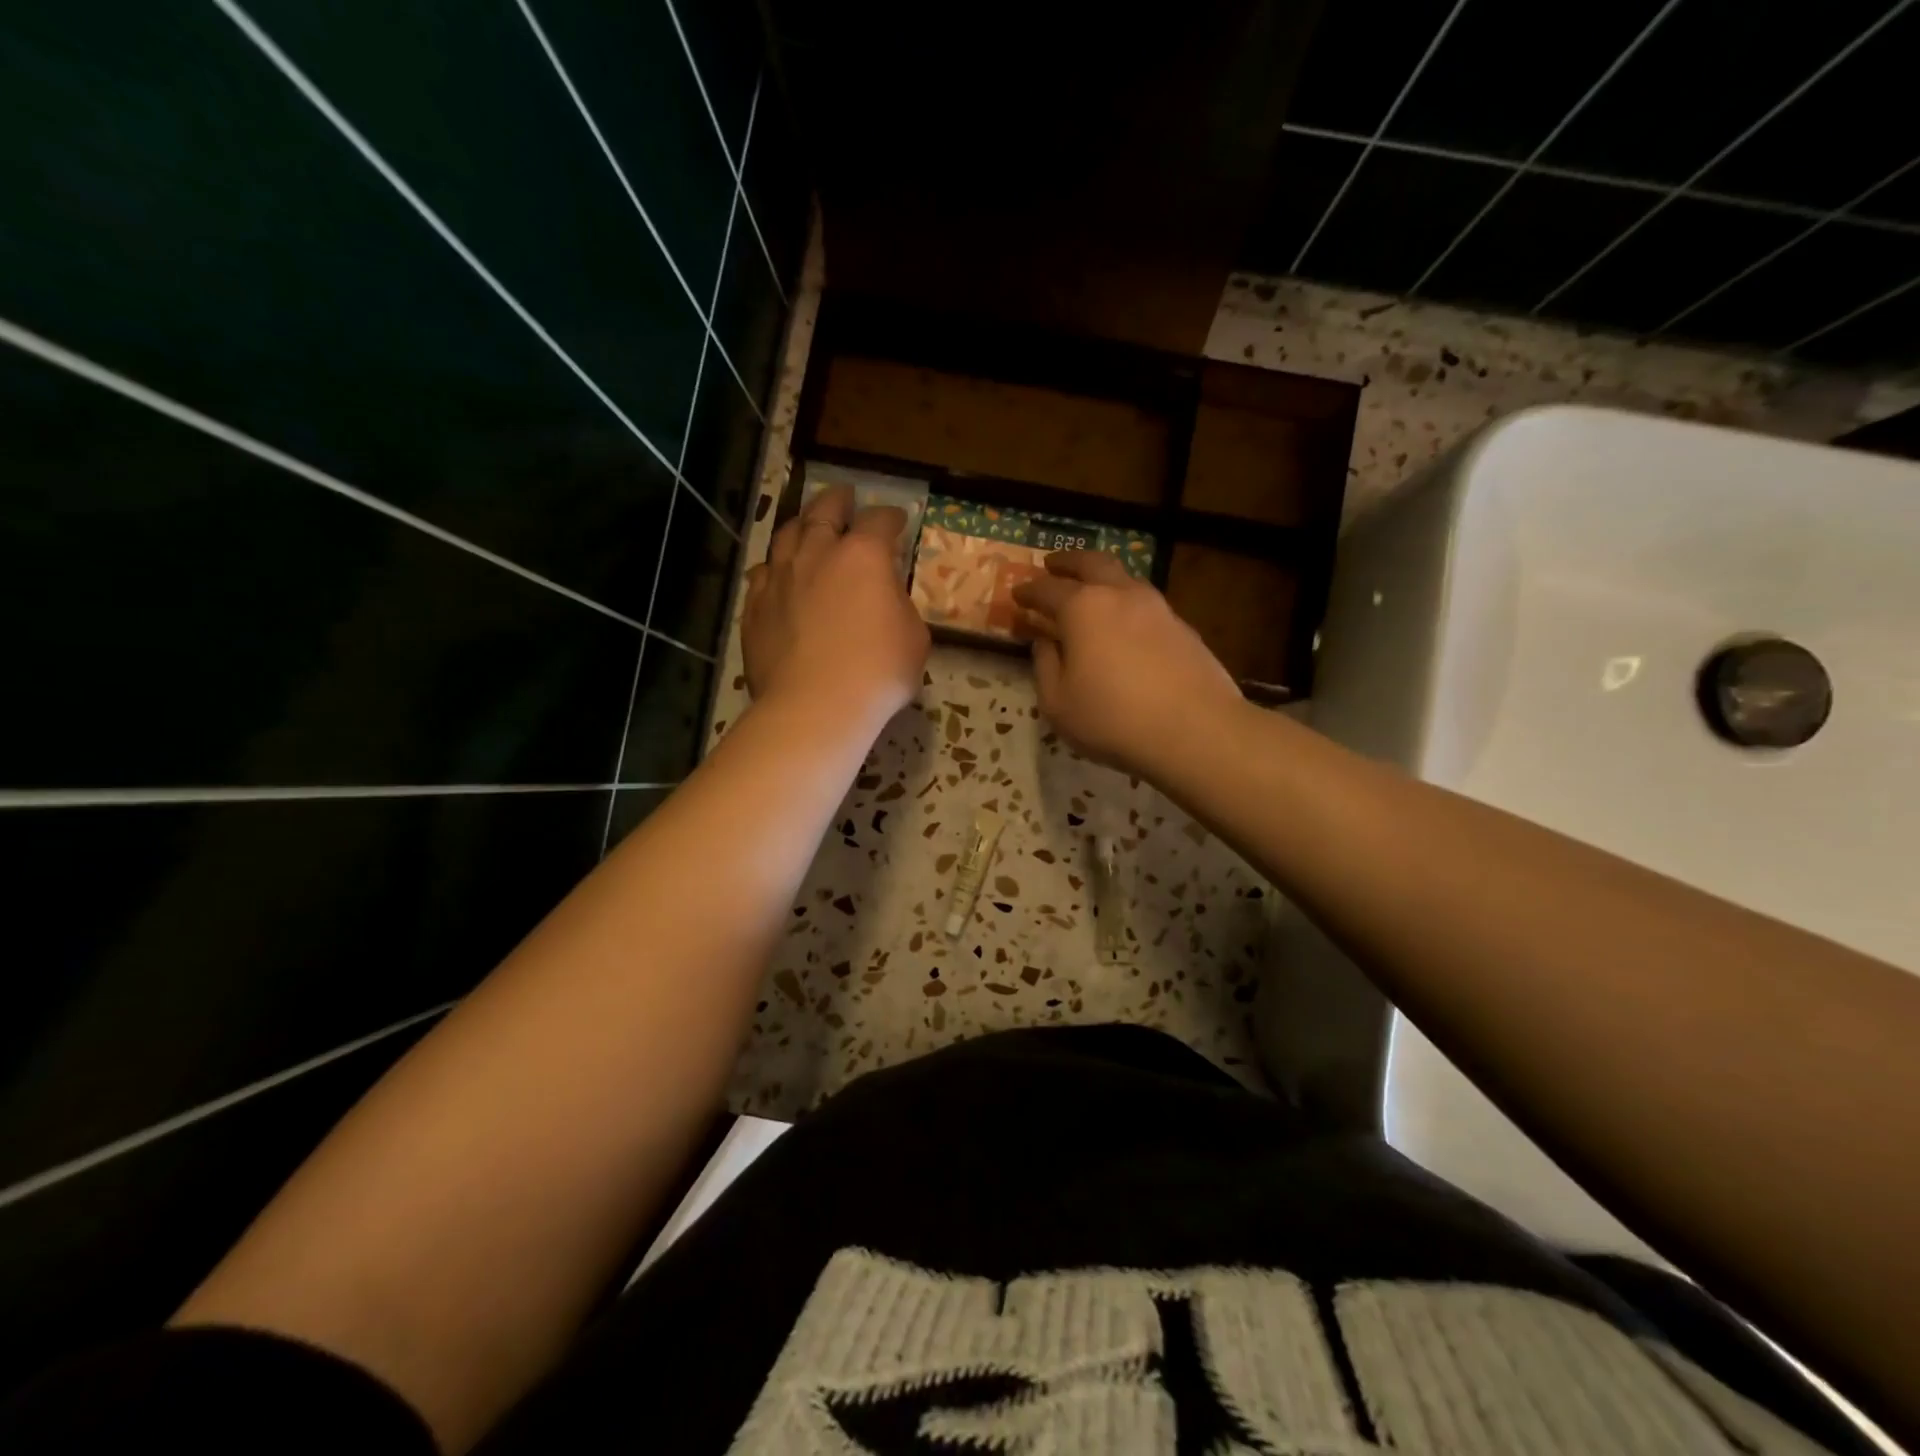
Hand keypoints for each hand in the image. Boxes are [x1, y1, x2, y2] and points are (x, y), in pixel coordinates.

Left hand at [743, 484, 929, 729]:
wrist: (816, 706)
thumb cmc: (878, 672)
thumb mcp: (914, 638)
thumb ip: (900, 607)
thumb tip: (886, 600)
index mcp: (863, 556)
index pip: (880, 520)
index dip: (891, 517)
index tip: (897, 521)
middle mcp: (817, 554)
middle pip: (824, 511)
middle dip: (838, 501)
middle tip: (844, 497)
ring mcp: (780, 578)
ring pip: (786, 535)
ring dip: (801, 526)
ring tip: (806, 526)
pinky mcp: (756, 606)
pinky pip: (762, 574)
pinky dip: (774, 567)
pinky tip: (776, 573)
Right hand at [1013, 551, 1239, 777]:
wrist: (1195, 730)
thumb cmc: (1112, 718)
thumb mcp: (1058, 703)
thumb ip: (1046, 666)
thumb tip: (1044, 643)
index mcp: (1083, 608)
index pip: (1047, 589)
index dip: (1028, 591)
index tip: (1017, 593)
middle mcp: (1121, 595)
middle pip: (1091, 563)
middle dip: (1068, 561)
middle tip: (1052, 565)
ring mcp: (1158, 607)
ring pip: (1124, 578)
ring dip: (1102, 578)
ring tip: (1091, 591)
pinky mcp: (1183, 628)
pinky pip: (1146, 603)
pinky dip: (1126, 603)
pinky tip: (1124, 625)